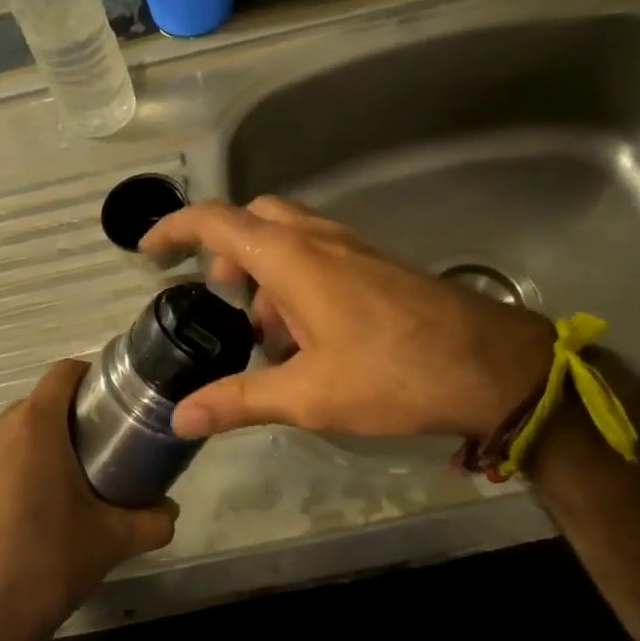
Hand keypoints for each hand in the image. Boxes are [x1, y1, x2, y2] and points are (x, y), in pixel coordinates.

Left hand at [0, 360, 176, 640]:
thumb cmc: (50, 565)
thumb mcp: (115, 540)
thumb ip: (154, 519)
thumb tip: (170, 511)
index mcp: (35, 427)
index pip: (64, 373)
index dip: (88, 379)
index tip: (105, 405)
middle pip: (34, 407)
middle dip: (60, 424)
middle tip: (85, 459)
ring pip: (2, 437)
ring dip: (25, 451)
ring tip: (44, 493)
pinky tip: (5, 519)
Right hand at [139, 197, 555, 442]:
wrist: (492, 366)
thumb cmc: (392, 373)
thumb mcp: (307, 395)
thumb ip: (239, 401)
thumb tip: (180, 419)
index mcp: (291, 256)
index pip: (215, 221)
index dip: (173, 229)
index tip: (148, 251)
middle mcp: (319, 237)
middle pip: (255, 221)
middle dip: (228, 253)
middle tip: (221, 299)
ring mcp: (353, 247)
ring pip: (290, 239)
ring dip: (267, 275)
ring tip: (270, 338)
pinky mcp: (377, 265)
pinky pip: (321, 256)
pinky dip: (298, 282)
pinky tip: (312, 339)